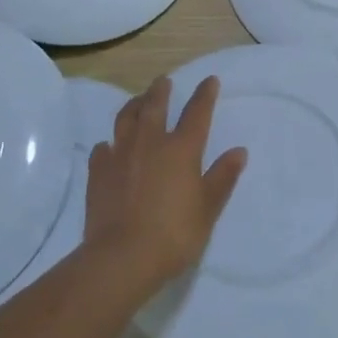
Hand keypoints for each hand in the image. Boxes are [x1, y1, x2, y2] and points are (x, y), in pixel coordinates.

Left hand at [83, 75, 247, 290]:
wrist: (122, 257)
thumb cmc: (174, 234)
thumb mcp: (208, 208)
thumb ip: (222, 177)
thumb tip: (239, 151)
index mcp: (181, 149)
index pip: (196, 112)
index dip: (205, 95)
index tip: (210, 80)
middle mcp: (150, 142)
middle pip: (155, 106)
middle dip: (161, 90)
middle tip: (163, 81)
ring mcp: (120, 154)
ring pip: (125, 119)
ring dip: (133, 105)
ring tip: (138, 101)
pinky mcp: (98, 172)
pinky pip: (103, 148)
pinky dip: (109, 144)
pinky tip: (110, 148)